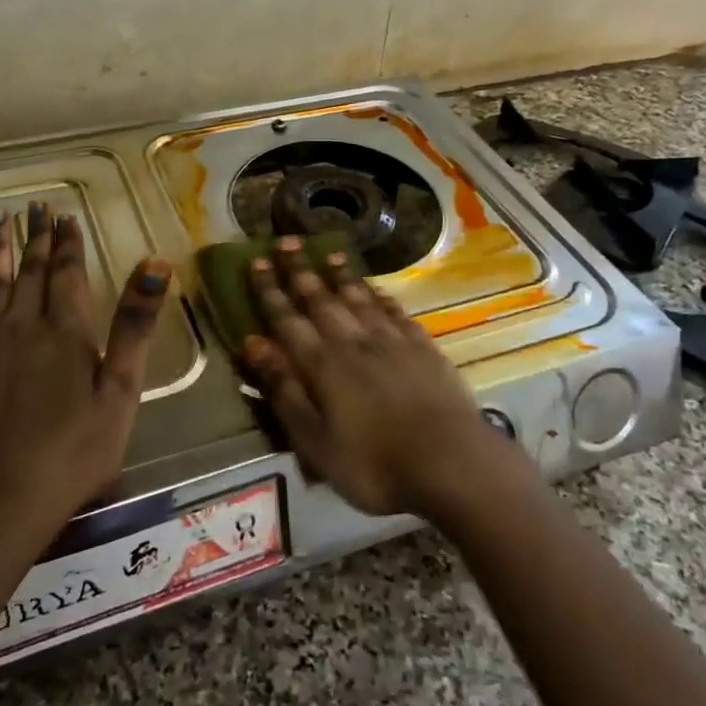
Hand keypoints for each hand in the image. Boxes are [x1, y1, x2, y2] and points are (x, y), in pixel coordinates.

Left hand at [0, 203, 172, 532]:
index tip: (63, 214)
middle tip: (33, 206)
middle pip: (31, 271)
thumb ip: (135, 325)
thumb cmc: (74, 450)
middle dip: (35, 237)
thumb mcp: (120, 391)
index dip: (68, 242)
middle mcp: (23, 325)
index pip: (68, 273)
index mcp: (66, 331)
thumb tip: (156, 264)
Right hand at [241, 236, 521, 517]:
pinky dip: (381, 297)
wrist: (451, 463)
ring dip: (341, 276)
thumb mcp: (314, 441)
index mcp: (322, 365)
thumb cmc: (374, 464)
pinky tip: (376, 290)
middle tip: (287, 242)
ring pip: (359, 299)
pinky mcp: (423, 348)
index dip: (270, 290)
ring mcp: (392, 342)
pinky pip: (395, 313)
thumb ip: (284, 390)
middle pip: (321, 299)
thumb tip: (253, 343)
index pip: (287, 319)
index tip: (257, 261)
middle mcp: (354, 342)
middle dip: (300, 271)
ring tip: (329, 253)